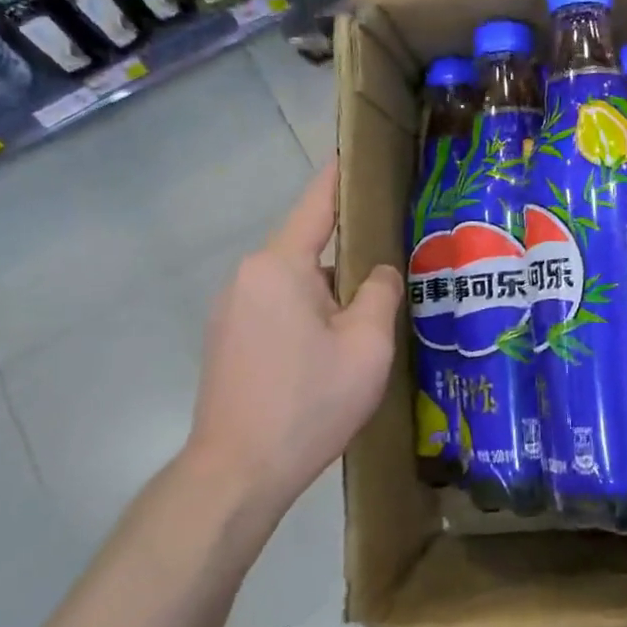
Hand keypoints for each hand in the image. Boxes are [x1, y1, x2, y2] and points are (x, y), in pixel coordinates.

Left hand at [185, 159, 402, 511]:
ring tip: (373, 317)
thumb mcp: (367, 345)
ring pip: (296, 281)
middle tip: (399, 264)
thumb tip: (378, 271)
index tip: (365, 151)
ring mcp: (231, 308)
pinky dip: (310, 313)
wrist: (236, 475)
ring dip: (332, 291)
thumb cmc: (308, 402)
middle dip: (352, 253)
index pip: (318, 202)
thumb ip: (381, 292)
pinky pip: (278, 307)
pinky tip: (334, 349)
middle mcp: (248, 275)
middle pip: (310, 246)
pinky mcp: (228, 339)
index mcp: (279, 265)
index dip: (344, 174)